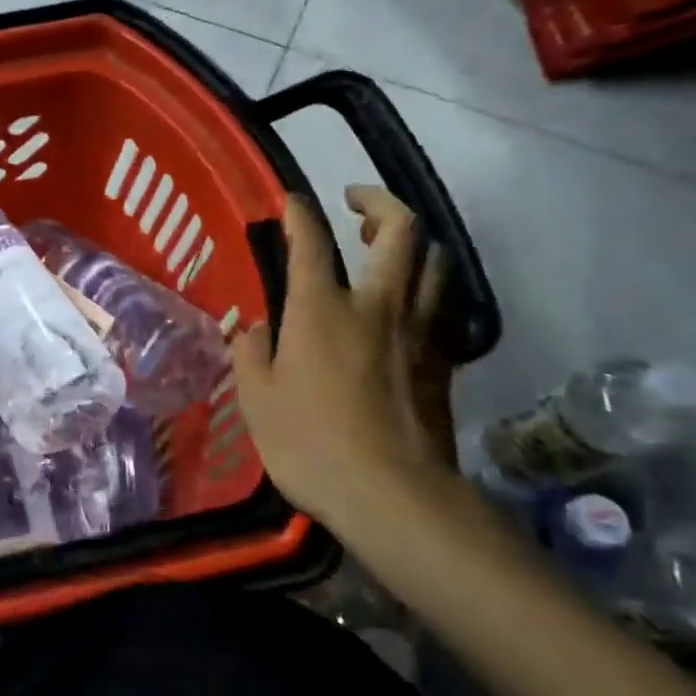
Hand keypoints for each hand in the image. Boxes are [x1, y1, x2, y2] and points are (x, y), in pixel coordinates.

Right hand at [230, 186, 451, 529]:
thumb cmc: (309, 443)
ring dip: (410, 242)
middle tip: (356, 204)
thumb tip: (256, 327)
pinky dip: (425, 288)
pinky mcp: (443, 359)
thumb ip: (251, 353)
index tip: (290, 202)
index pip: (311, 241)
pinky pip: (441, 304)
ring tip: (386, 248)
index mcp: (322, 309)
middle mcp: (377, 305)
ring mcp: (418, 330)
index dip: (299, 213)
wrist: (392, 494)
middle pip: (399, 230)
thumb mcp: (255, 400)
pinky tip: (406, 305)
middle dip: (379, 203)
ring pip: (434, 261)